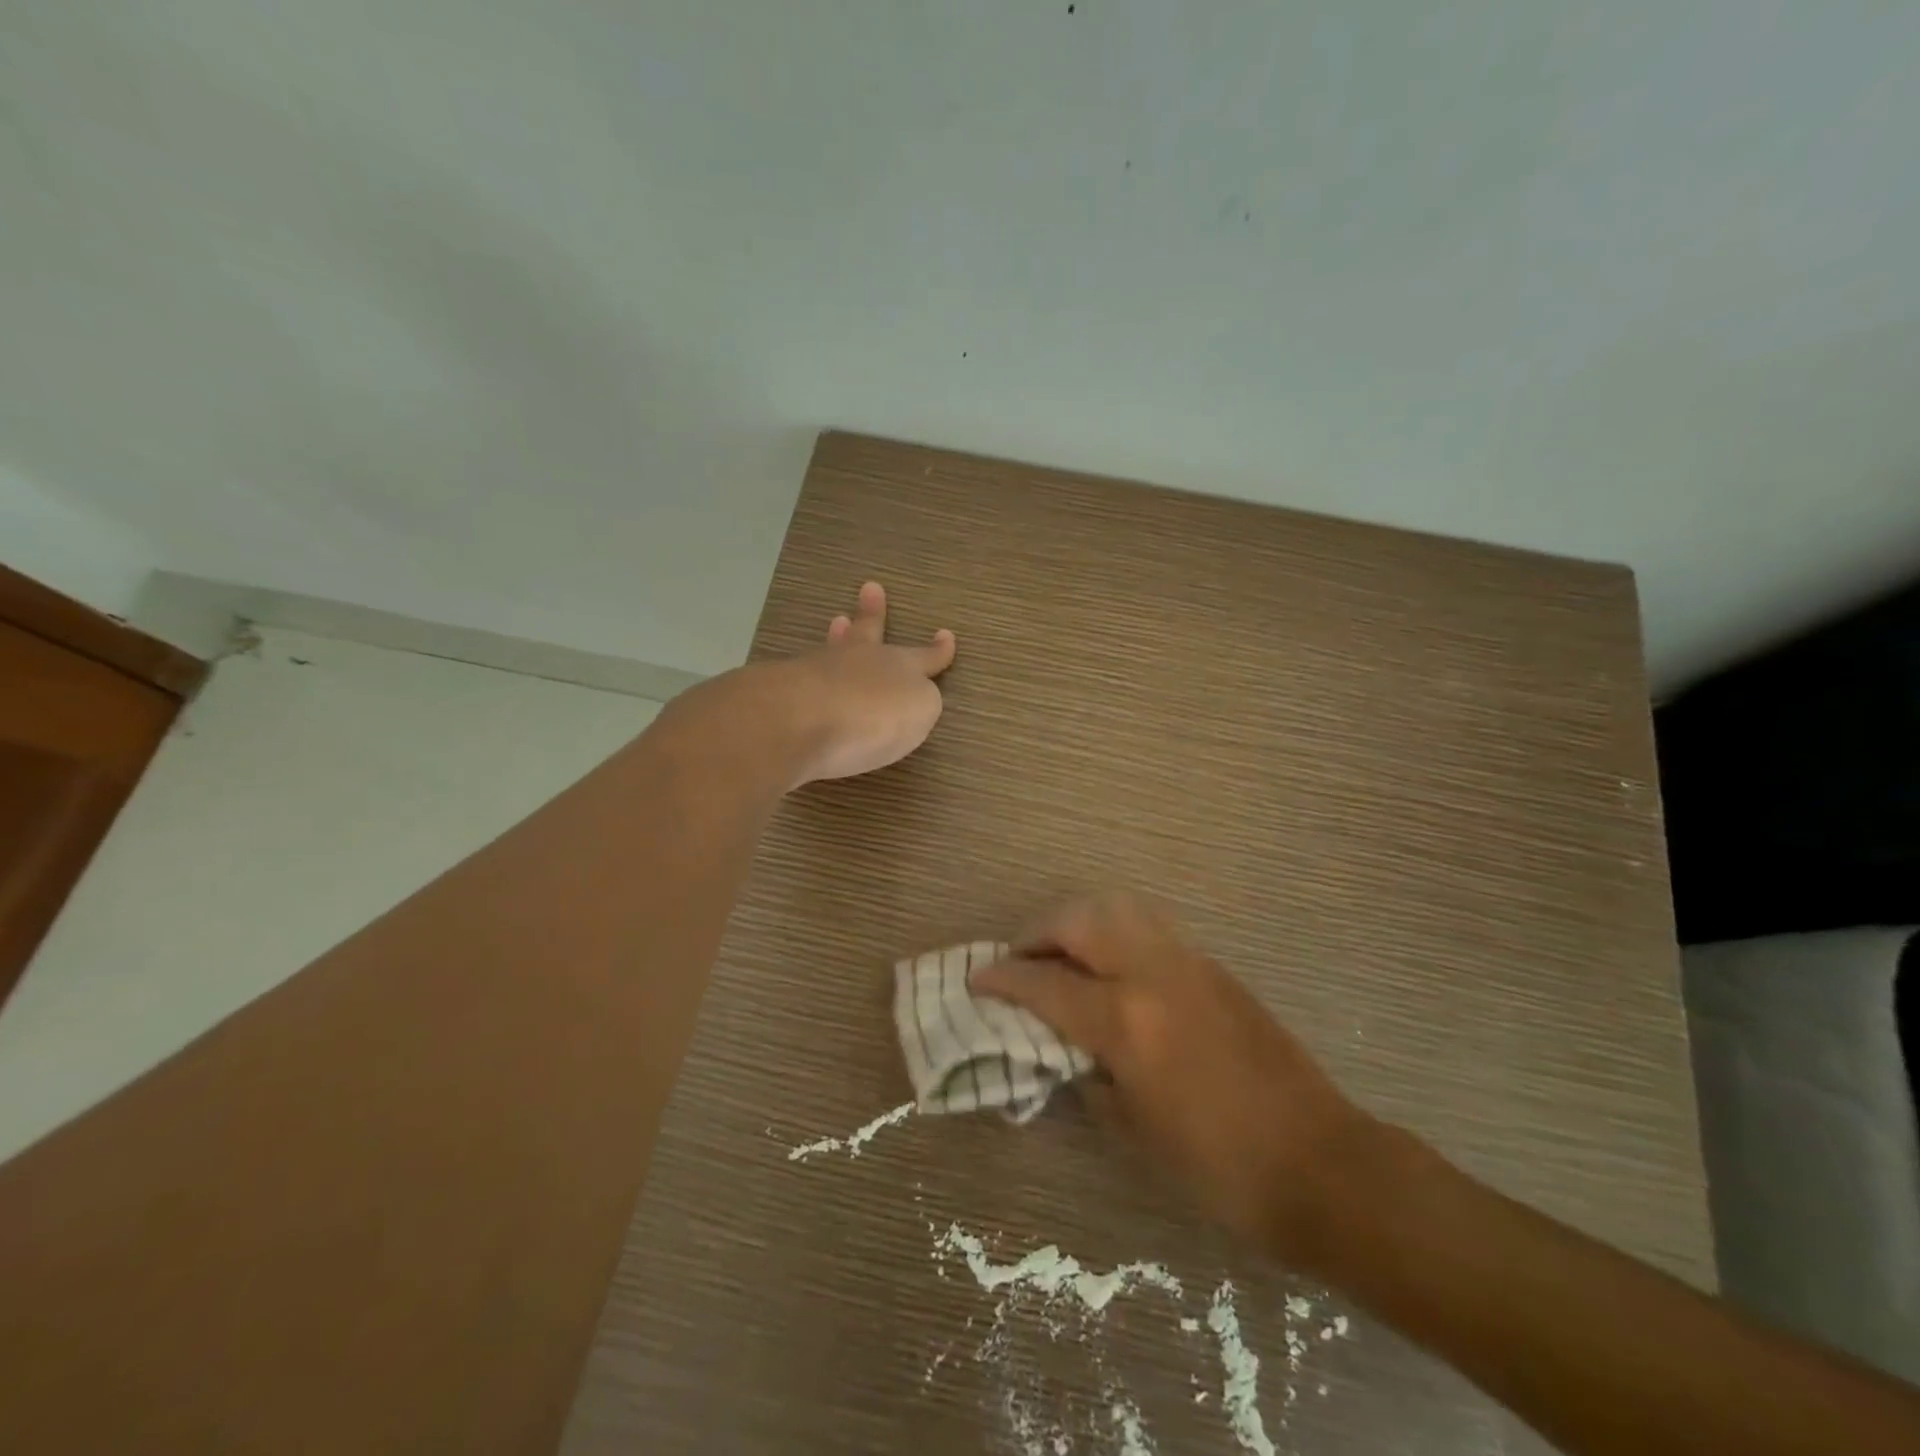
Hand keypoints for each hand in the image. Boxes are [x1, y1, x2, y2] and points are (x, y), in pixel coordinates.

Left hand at [778, 581, 956, 785]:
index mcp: (900, 665)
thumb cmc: (875, 714)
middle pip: (869, 633)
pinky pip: (807, 676)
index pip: (925, 656)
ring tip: (837, 622)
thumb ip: (920, 701)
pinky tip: (809, 675)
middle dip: (873, 613)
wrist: (803, 719)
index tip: (945, 635)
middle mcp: (860, 661)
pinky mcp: (786, 692)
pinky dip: (814, 674)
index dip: (937, 650)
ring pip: (834, 649)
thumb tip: (910, 696)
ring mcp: (819, 671)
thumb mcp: (920, 709)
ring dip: (839, 636)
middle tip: (870, 588)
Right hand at [971, 892, 1370, 1260]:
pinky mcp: (1214, 967)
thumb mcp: (1133, 1131)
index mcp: (1127, 1021)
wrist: (1319, 1163)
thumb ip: (1087, 1075)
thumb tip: (1063, 1049)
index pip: (1046, 985)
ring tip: (1063, 952)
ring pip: (1119, 908)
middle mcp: (1153, 974)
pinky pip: (1150, 928)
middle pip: (1079, 920)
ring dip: (1079, 921)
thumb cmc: (1218, 1167)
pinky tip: (1112, 966)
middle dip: (1038, 932)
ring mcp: (1189, 963)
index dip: (1003, 980)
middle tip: (1020, 958)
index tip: (977, 979)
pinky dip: (1116, 931)